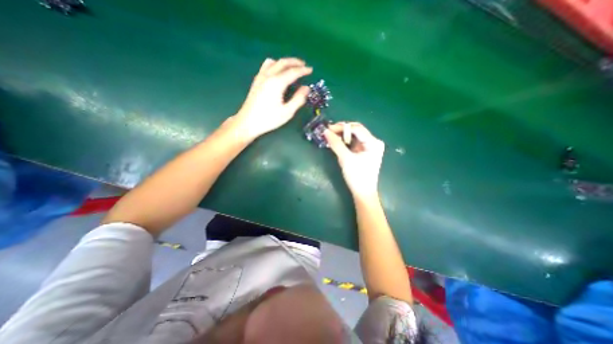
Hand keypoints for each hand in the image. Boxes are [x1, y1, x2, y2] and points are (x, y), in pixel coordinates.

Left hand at [234, 58, 313, 140]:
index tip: (311, 70)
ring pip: (273, 62)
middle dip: (294, 62)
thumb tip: (306, 88)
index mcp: (277, 83)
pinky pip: (266, 66)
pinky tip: (277, 72)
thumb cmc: (269, 119)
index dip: (303, 70)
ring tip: (291, 67)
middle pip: (283, 63)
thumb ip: (298, 99)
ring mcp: (260, 77)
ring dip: (284, 62)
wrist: (248, 122)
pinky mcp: (256, 81)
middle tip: (304, 65)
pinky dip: (275, 65)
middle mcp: (268, 76)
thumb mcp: (287, 112)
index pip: (293, 72)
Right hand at [323, 122, 383, 199]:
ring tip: (330, 136)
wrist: (363, 193)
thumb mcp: (345, 159)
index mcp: (373, 142)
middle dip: (342, 130)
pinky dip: (345, 142)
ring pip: (354, 136)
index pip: (357, 128)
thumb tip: (325, 131)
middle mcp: (373, 142)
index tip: (328, 129)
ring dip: (342, 136)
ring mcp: (369, 147)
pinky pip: (354, 143)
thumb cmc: (357, 176)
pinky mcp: (364, 152)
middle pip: (356, 131)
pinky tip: (337, 142)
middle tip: (328, 132)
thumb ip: (336, 144)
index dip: (342, 127)